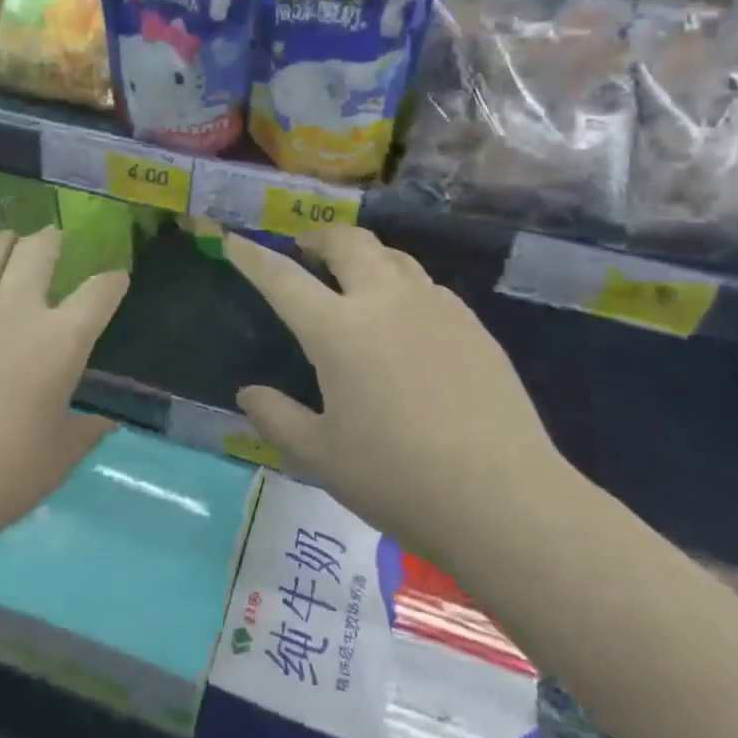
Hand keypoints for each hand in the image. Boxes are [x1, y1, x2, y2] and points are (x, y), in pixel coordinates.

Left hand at [0, 229, 128, 536]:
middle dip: (53, 240)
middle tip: (54, 241)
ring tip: (7, 244)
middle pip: (41, 249)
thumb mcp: (57, 458)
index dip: (113, 281)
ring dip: (4, 243)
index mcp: (61, 340)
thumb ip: (86, 432)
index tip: (116, 278)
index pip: (99, 292)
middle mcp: (17, 308)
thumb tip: (107, 423)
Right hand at [224, 227, 568, 530]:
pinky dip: (403, 286)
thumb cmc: (397, 479)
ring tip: (354, 278)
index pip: (283, 280)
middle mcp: (385, 303)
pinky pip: (427, 287)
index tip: (234, 241)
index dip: (252, 258)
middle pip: (349, 243)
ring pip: (394, 257)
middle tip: (305, 249)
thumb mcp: (320, 455)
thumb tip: (248, 393)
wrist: (503, 500)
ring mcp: (436, 309)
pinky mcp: (473, 326)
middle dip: (319, 236)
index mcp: (338, 332)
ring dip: (365, 256)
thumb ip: (276, 417)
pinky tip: (406, 321)